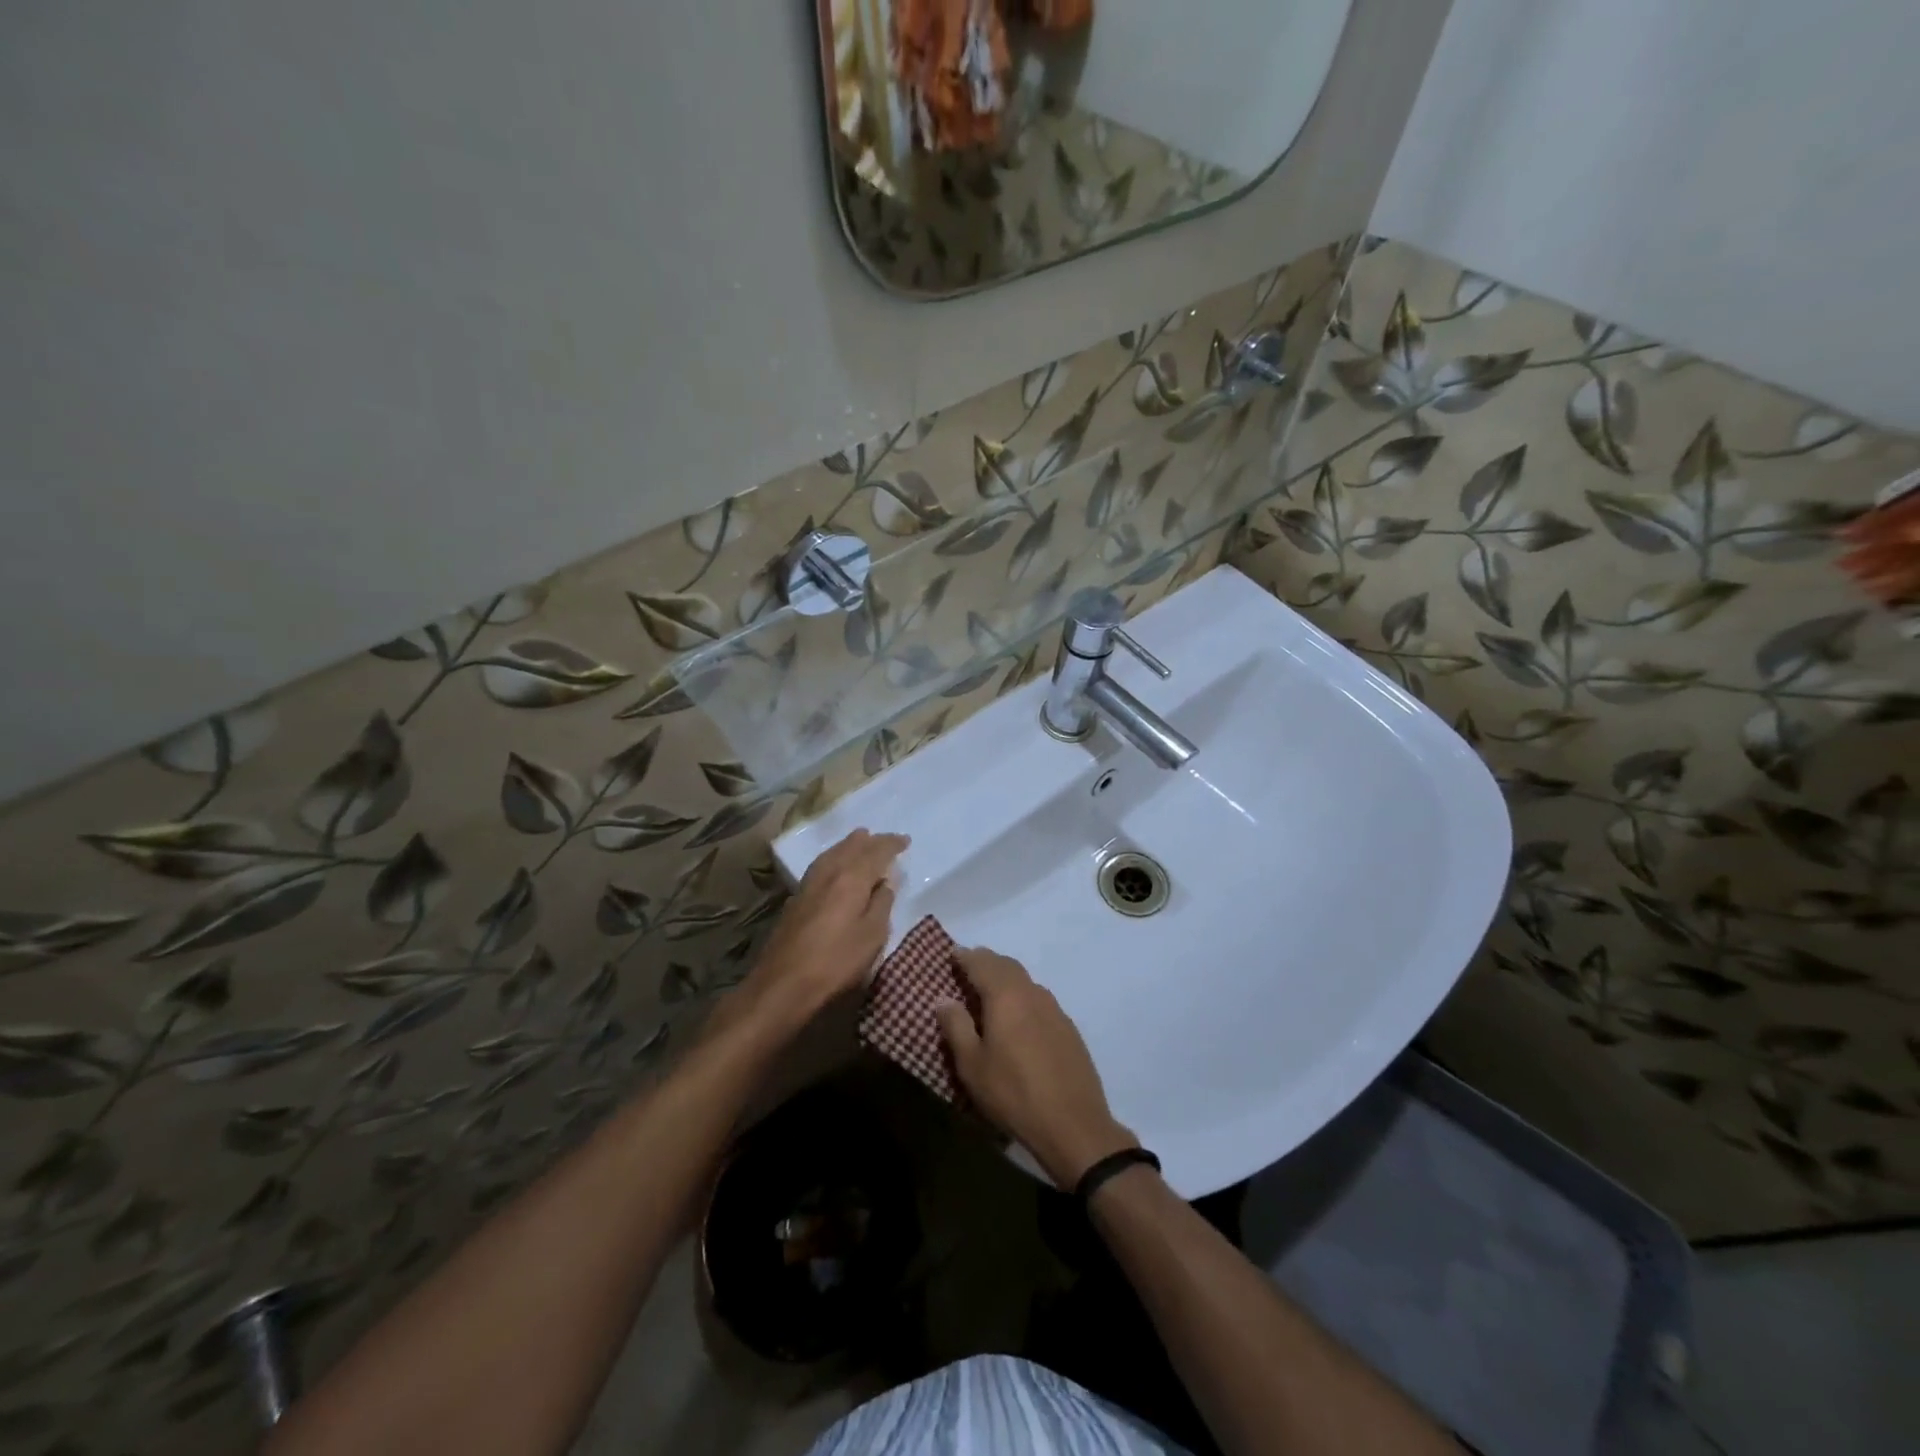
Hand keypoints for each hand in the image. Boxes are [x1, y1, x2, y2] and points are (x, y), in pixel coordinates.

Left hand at [740, 829, 907, 1030]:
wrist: (783, 984)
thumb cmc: (836, 962)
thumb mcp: (872, 936)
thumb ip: (882, 904)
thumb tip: (886, 882)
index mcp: (852, 877)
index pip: (876, 851)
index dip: (892, 844)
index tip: (905, 841)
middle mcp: (829, 872)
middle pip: (851, 846)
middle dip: (870, 841)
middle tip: (884, 840)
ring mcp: (808, 884)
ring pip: (832, 853)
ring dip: (849, 846)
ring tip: (860, 843)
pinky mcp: (796, 899)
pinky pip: (821, 866)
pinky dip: (835, 859)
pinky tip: (835, 868)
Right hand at [935, 949, 1137, 1187]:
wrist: (1073, 1125)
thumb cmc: (1013, 1094)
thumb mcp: (972, 1065)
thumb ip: (956, 1027)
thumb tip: (944, 999)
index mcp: (1006, 996)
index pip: (982, 963)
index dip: (965, 957)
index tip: (952, 954)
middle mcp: (1032, 993)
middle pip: (1006, 965)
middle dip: (986, 962)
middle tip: (969, 967)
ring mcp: (1055, 1009)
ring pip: (1025, 981)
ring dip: (1006, 978)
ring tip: (990, 991)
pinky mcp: (1068, 1028)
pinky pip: (1039, 1000)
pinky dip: (1023, 996)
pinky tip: (1018, 1017)